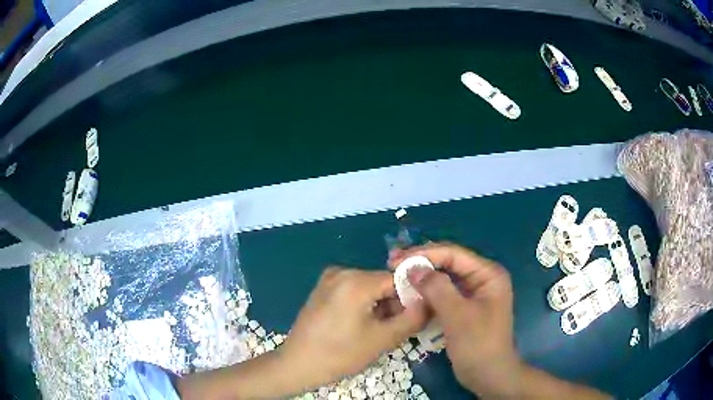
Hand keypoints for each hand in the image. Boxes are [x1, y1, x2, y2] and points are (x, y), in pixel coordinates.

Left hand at [279, 267, 426, 390]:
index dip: (412, 296)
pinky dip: (364, 304)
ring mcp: (329, 279)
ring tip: (377, 331)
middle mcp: (342, 271)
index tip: (417, 317)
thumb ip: (413, 318)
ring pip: (369, 287)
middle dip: (395, 303)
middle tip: (396, 329)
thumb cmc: (340, 354)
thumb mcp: (382, 339)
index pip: (399, 278)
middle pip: (383, 282)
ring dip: (380, 306)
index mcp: (356, 281)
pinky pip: (353, 290)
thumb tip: (431, 301)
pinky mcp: (323, 288)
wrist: (297, 363)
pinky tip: (361, 326)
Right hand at [389, 243, 520, 396]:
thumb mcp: (458, 316)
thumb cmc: (478, 344)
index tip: (396, 260)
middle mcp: (482, 279)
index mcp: (488, 274)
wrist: (488, 375)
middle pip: (448, 263)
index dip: (424, 254)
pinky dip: (426, 293)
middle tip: (392, 263)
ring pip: (443, 278)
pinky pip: (442, 294)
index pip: (454, 254)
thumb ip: (437, 289)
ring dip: (421, 277)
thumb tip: (412, 268)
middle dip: (421, 262)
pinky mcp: (463, 308)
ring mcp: (473, 294)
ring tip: (396, 274)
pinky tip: (409, 292)